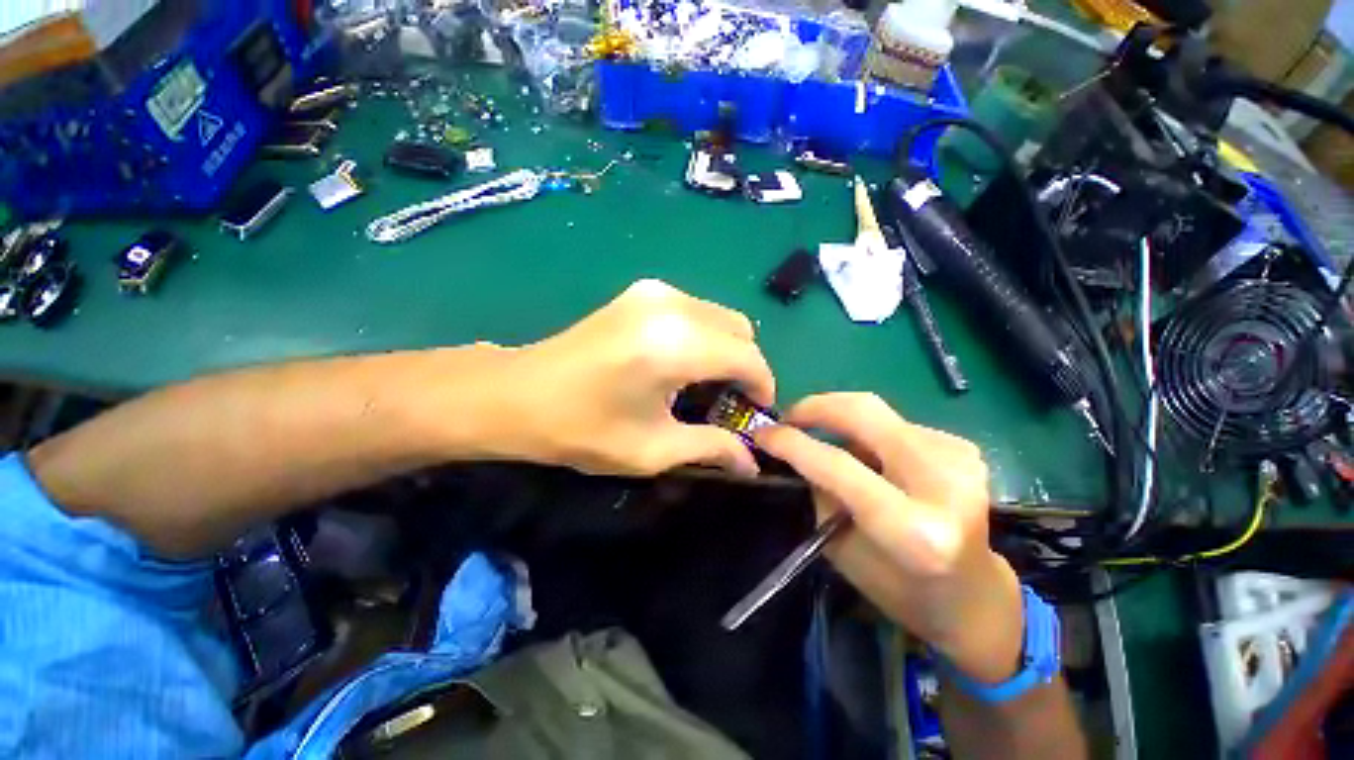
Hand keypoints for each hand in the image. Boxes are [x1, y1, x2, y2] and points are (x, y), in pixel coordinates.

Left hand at [497, 279, 774, 476]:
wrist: (518, 393)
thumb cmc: (582, 428)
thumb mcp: (652, 449)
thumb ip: (711, 448)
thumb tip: (752, 462)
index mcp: (676, 345)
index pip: (748, 358)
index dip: (763, 387)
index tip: (757, 413)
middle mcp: (672, 306)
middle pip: (740, 329)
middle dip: (746, 367)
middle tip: (729, 402)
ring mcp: (655, 292)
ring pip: (720, 317)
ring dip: (725, 350)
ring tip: (704, 385)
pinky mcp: (642, 292)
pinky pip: (696, 311)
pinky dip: (704, 336)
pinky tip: (681, 363)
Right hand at [754, 394, 1023, 683]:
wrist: (973, 596)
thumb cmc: (900, 589)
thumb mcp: (842, 550)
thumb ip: (818, 493)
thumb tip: (793, 448)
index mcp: (914, 531)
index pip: (838, 466)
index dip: (792, 443)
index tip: (762, 433)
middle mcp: (945, 486)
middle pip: (865, 414)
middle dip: (816, 407)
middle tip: (788, 416)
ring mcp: (961, 460)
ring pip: (877, 413)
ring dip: (840, 419)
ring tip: (822, 438)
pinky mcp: (963, 448)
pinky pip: (895, 423)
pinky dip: (868, 431)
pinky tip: (865, 453)